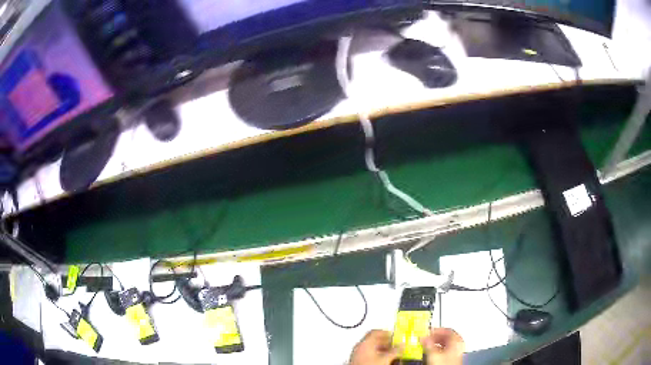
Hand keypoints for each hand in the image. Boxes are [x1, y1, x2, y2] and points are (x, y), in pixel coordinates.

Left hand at [350, 330, 402, 364]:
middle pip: (374, 340)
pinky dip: (377, 354)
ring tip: (391, 353)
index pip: (375, 332)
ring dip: (382, 349)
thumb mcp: (385, 358)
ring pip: (372, 347)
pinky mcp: (358, 360)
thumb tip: (402, 345)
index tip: (393, 335)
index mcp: (365, 342)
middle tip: (394, 345)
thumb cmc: (369, 364)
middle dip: (386, 342)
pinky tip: (383, 359)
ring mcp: (357, 353)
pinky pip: (369, 354)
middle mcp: (359, 346)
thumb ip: (395, 350)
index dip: (385, 332)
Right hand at [420, 328, 464, 364]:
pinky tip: (432, 351)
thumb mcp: (434, 355)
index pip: (447, 331)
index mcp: (456, 341)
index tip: (429, 331)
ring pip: (446, 343)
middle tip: (427, 338)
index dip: (437, 330)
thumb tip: (424, 338)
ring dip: (436, 342)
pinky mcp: (453, 357)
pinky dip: (438, 348)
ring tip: (428, 344)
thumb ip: (429, 345)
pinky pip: (445, 349)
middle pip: (447, 336)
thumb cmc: (446, 364)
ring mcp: (456, 351)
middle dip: (435, 337)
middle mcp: (458, 345)